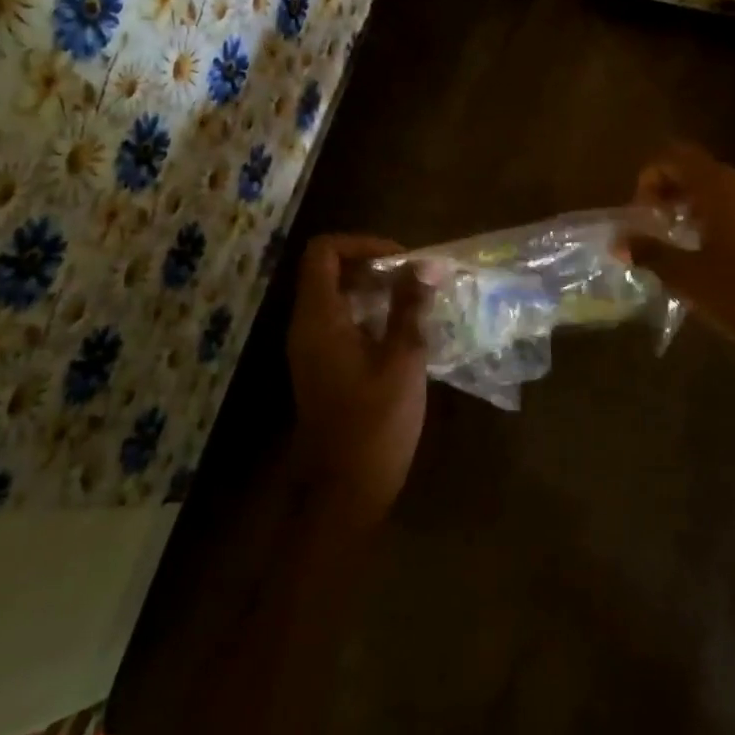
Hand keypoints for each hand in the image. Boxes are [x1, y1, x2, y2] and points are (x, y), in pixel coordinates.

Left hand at [286, 234, 429, 521]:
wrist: (347, 491)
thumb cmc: (375, 425)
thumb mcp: (402, 360)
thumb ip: (411, 308)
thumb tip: (426, 264)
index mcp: (319, 319)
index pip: (325, 252)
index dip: (363, 243)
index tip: (403, 260)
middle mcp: (308, 326)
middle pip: (331, 270)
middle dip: (376, 264)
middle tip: (418, 279)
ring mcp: (313, 347)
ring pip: (339, 295)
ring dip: (377, 288)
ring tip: (419, 300)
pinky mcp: (325, 365)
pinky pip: (344, 321)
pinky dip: (372, 313)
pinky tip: (407, 330)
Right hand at [626, 142, 734, 355]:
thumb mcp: (688, 277)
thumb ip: (649, 252)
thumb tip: (618, 241)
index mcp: (720, 188)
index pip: (675, 156)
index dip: (649, 176)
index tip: (639, 213)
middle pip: (695, 171)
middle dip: (666, 192)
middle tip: (649, 227)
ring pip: (716, 190)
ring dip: (688, 207)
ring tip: (673, 242)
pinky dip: (712, 219)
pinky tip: (705, 255)